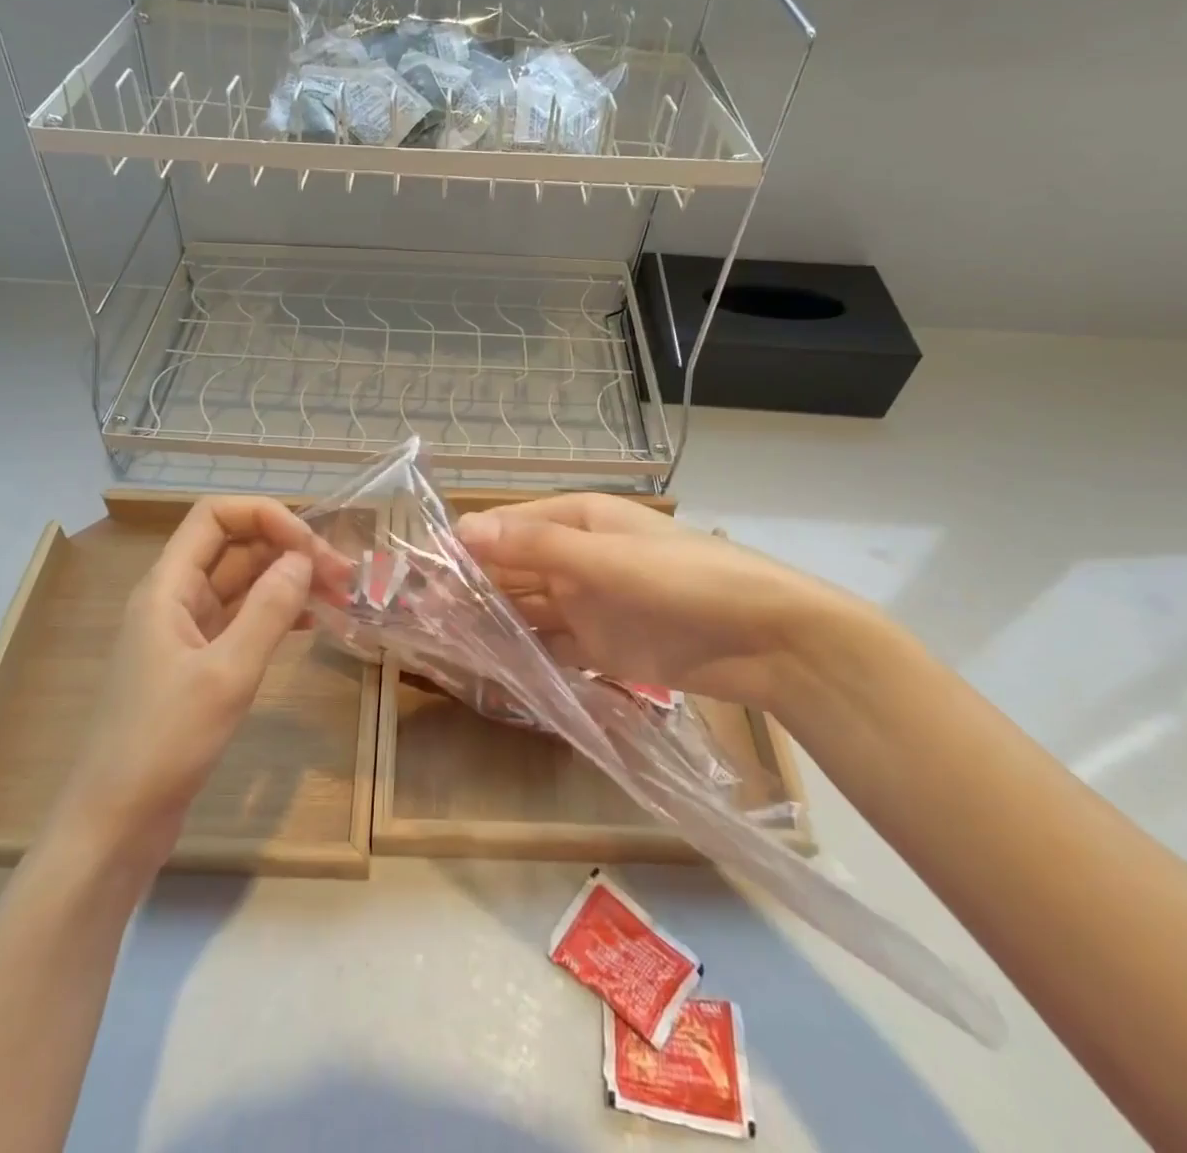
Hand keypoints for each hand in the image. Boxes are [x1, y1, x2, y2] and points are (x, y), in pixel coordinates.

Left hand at [47, 497, 316, 872]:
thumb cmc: (164, 743)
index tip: (312, 548)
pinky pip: (243, 621)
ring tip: (340, 597)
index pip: (215, 516)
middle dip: (289, 550)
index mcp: (167, 586)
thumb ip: (268, 610)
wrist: (115, 825)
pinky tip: (311, 625)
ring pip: (244, 585)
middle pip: (235, 547)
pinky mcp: (197, 665)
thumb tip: (303, 558)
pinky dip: (278, 615)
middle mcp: (174, 598)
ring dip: (289, 582)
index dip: (266, 516)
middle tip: (344, 576)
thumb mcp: (226, 673)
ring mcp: (185, 633)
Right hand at [455, 494, 906, 712]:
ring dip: (490, 621)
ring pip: (526, 609)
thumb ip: (537, 547)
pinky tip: (486, 666)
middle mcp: (577, 558)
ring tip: (438, 640)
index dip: (466, 545)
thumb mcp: (608, 558)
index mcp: (580, 521)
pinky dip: (521, 653)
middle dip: (471, 587)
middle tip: (417, 612)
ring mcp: (588, 604)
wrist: (768, 641)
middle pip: (513, 569)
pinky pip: (549, 645)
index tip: (419, 570)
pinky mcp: (600, 646)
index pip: (509, 527)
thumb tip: (463, 529)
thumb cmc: (687, 580)